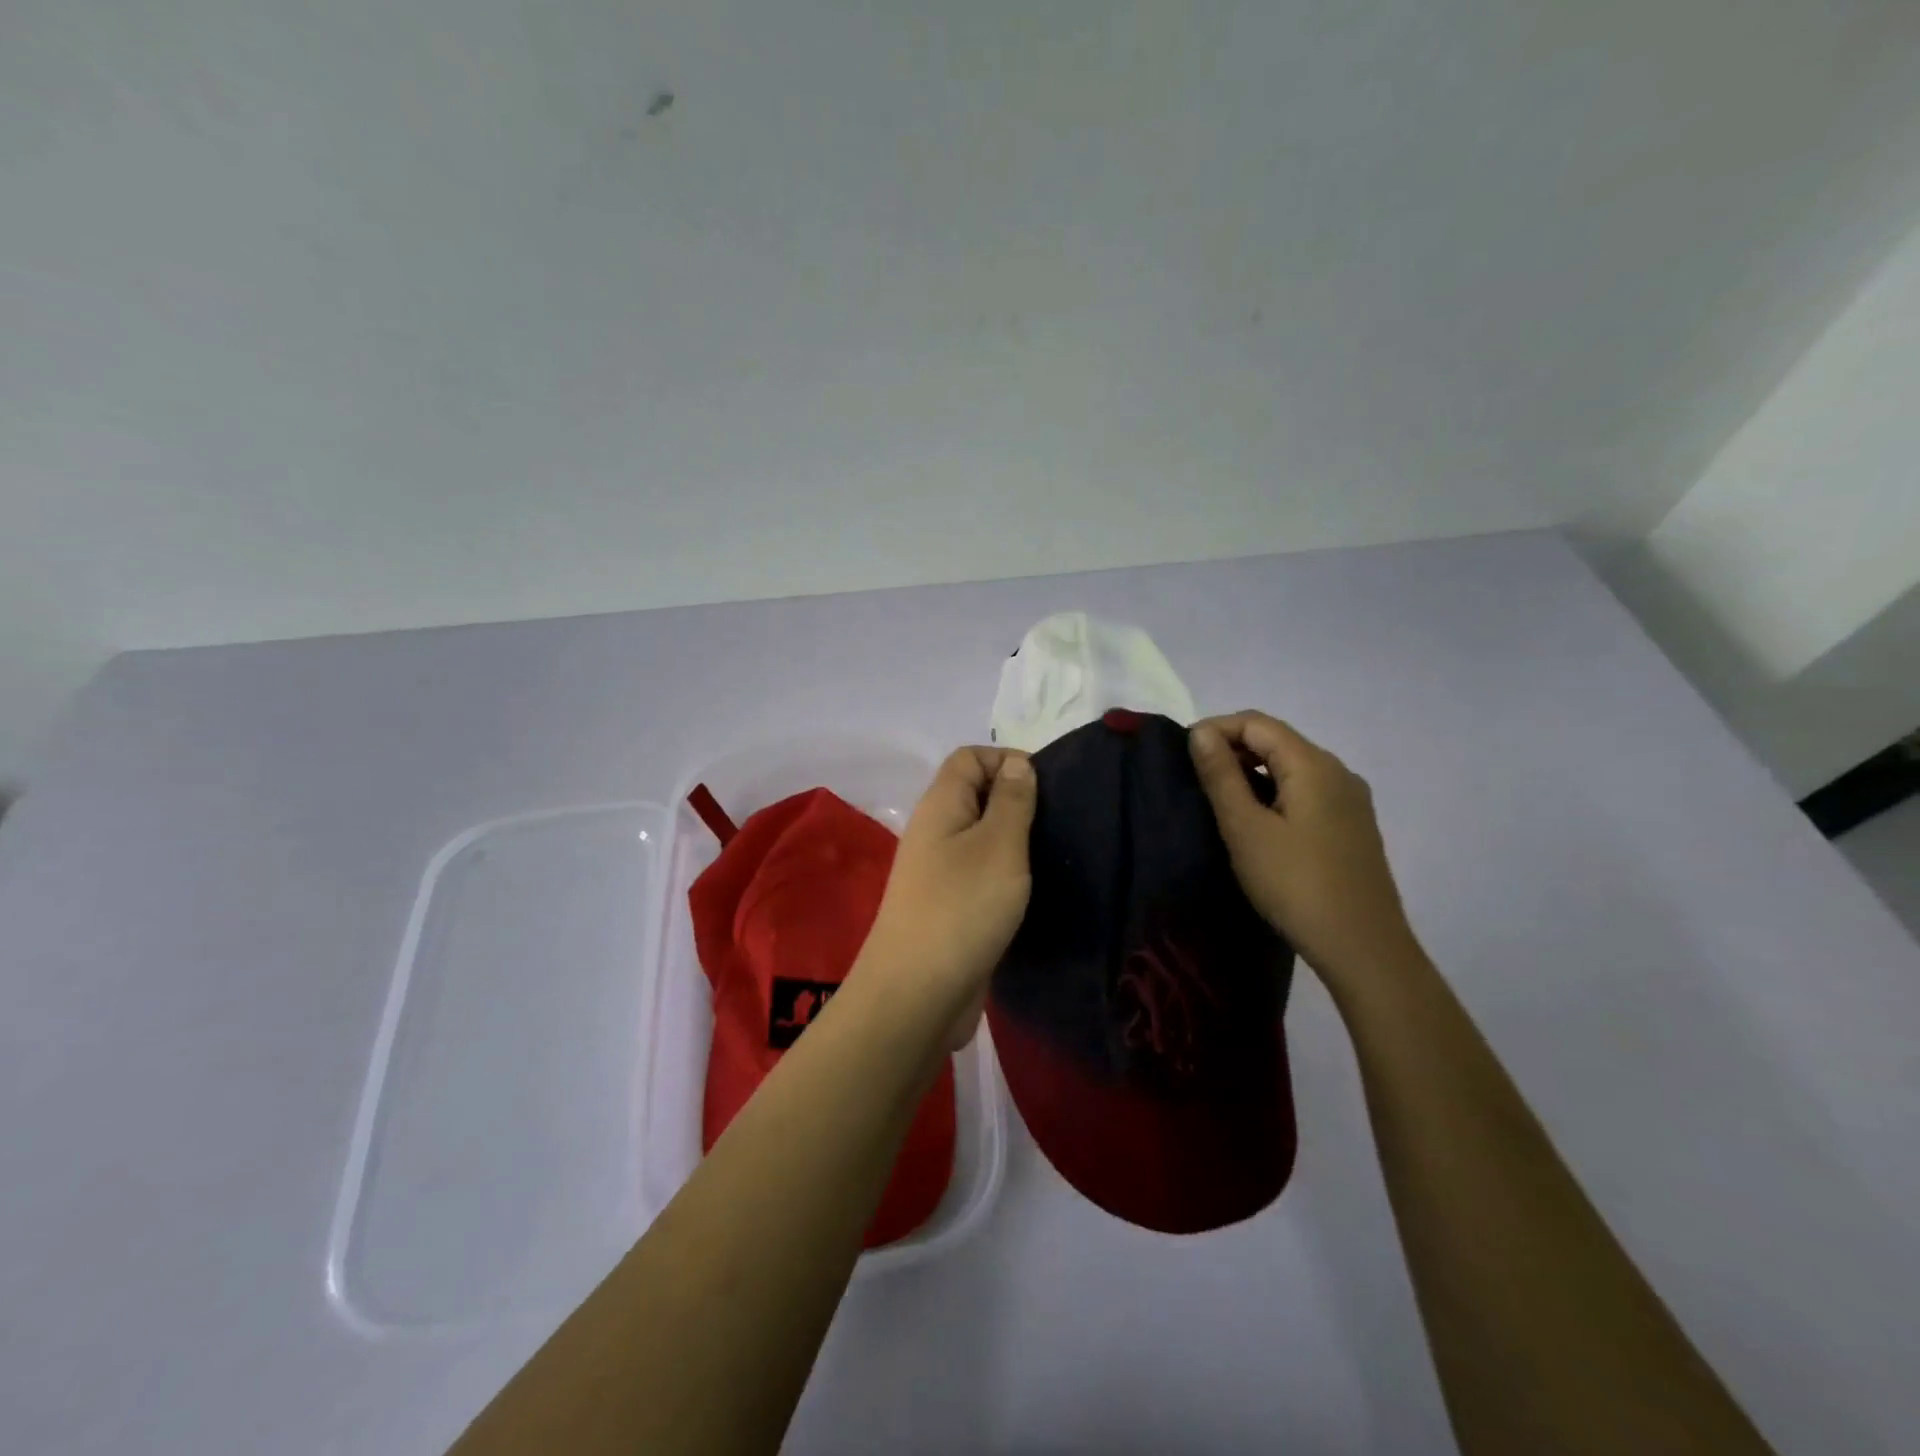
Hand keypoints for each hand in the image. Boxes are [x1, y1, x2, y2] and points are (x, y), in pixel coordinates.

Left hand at [851, 747, 1036, 1049]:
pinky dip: (1006, 874)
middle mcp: (935, 831)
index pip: (969, 757)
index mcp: (940, 805)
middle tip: (1059, 822)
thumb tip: (1017, 764)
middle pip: (976, 794)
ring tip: (1054, 854)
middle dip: (1017, 800)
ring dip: (1015, 840)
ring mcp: (939, 871)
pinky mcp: (949, 906)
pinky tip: (1033, 889)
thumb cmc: (962, 907)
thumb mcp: (999, 845)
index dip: (1007, 759)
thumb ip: (1012, 801)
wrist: (917, 995)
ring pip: (981, 837)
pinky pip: (980, 873)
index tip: (1049, 787)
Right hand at [1188, 711, 1420, 992]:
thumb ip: (1221, 775)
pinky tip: (1256, 822)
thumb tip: (1200, 732)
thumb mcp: (1246, 828)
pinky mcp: (1351, 826)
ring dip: (1252, 772)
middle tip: (1195, 778)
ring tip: (1219, 801)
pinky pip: (1306, 791)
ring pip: (1292, 767)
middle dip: (1233, 748)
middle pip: (1277, 740)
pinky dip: (1274, 792)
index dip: (1216, 729)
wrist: (1363, 948)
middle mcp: (1338, 772)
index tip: (1183, 755)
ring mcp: (1350, 800)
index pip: (1257, 723)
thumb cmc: (1295, 884)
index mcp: (1313, 765)